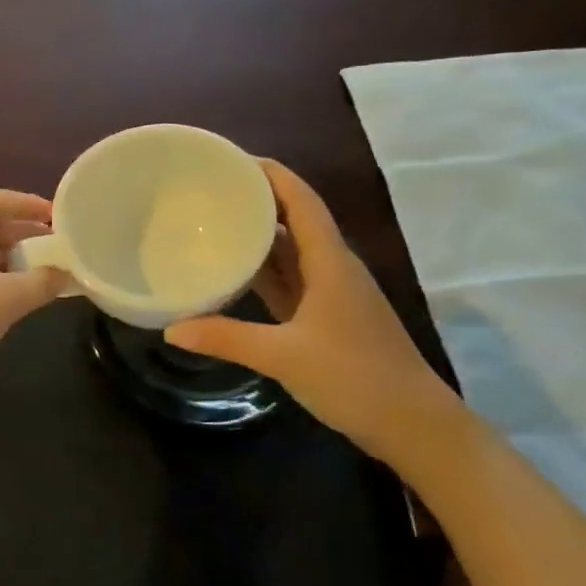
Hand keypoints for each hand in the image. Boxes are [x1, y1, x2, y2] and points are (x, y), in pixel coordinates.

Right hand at [164, 160, 466, 464]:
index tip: (233, 159)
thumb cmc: (356, 378)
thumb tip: (171, 328)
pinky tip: (234, 272)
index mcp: (331, 262)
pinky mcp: (326, 319)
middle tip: (211, 190)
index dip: (272, 174)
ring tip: (215, 221)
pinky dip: (264, 272)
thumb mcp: (285, 356)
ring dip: (260, 235)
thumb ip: (227, 338)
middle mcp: (332, 268)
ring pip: (291, 252)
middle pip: (295, 219)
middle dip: (258, 199)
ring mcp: (331, 295)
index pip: (301, 201)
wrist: (414, 425)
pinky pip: (290, 281)